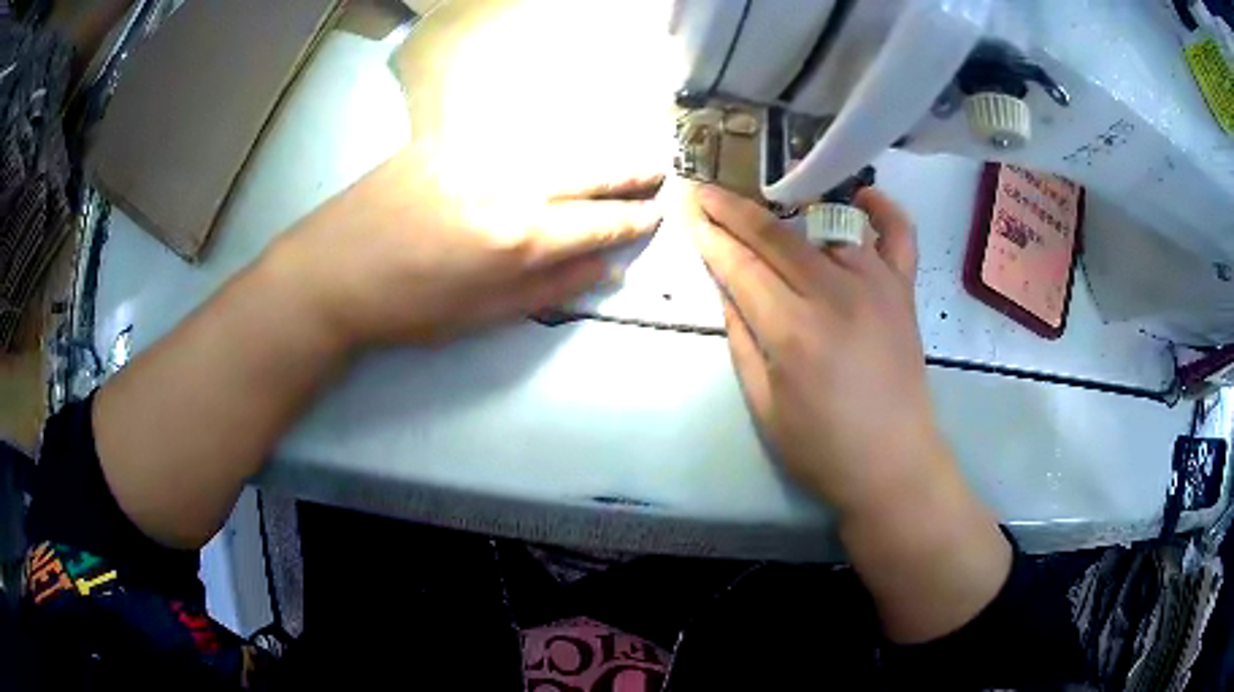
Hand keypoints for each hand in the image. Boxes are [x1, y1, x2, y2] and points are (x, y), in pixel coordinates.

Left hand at [267, 145, 663, 348]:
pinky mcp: (446, 140)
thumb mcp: (482, 315)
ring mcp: (475, 155)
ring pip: (553, 149)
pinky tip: (553, 154)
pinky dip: (542, 147)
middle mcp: (507, 186)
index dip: (631, 220)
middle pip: (586, 174)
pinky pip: (509, 138)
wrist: (330, 272)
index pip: (597, 224)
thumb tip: (606, 271)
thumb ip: (550, 289)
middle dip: (627, 174)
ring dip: (592, 156)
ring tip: (618, 162)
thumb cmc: (406, 308)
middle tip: (657, 171)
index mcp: (518, 239)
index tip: (656, 214)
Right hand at [690, 184, 1010, 642]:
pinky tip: (862, 196)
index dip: (711, 237)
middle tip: (709, 193)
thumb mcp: (763, 405)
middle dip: (734, 209)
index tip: (689, 212)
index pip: (741, 266)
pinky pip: (899, 235)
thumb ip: (741, 338)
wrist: (894, 464)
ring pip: (828, 225)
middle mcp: (835, 295)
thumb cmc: (823, 448)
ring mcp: (877, 286)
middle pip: (776, 234)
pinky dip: (884, 208)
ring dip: (792, 208)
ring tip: (768, 201)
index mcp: (793, 332)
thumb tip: (727, 287)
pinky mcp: (904, 291)